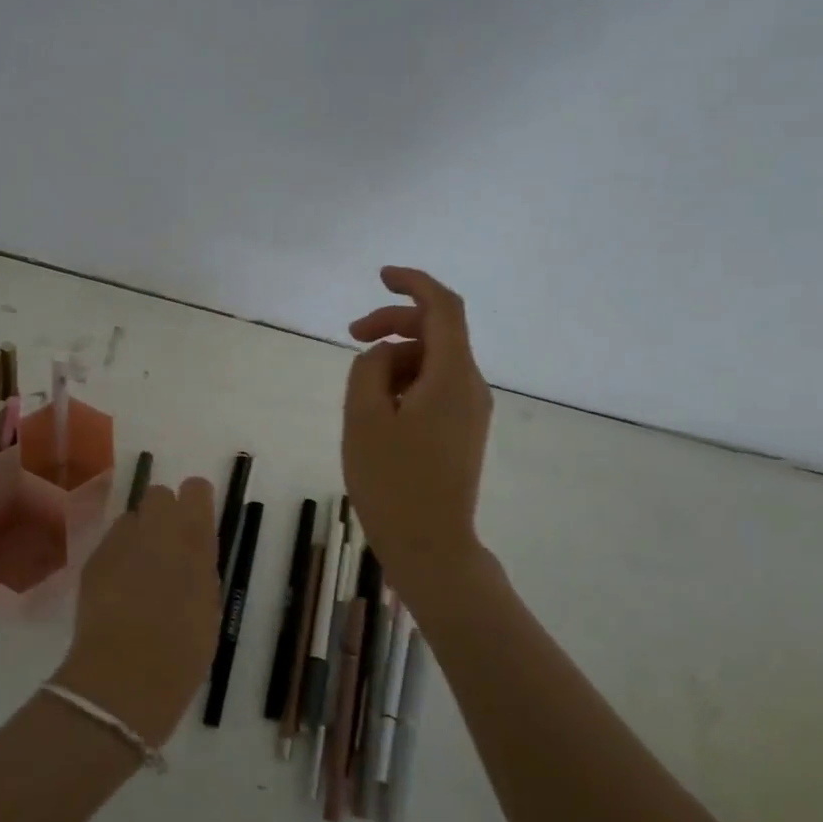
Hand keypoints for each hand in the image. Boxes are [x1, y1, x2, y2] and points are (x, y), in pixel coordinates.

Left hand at [52, 478, 219, 746]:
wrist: (125, 677)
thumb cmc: (183, 651)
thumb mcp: (208, 605)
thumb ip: (201, 567)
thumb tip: (193, 552)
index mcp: (193, 538)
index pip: (195, 490)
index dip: (195, 502)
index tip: (197, 521)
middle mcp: (156, 528)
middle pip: (158, 494)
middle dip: (164, 512)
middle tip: (168, 547)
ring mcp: (120, 541)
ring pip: (130, 517)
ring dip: (138, 534)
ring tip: (139, 570)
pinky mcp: (93, 559)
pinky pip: (110, 543)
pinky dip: (117, 556)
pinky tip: (118, 588)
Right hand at [343, 266, 492, 593]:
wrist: (430, 545)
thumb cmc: (393, 481)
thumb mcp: (364, 417)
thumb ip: (367, 369)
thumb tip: (380, 353)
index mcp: (452, 376)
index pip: (444, 307)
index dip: (414, 282)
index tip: (381, 276)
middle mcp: (471, 386)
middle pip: (437, 332)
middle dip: (393, 324)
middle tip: (351, 334)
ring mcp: (470, 410)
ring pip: (433, 361)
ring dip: (395, 359)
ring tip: (359, 392)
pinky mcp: (463, 430)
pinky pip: (435, 387)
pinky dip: (405, 383)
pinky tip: (378, 410)